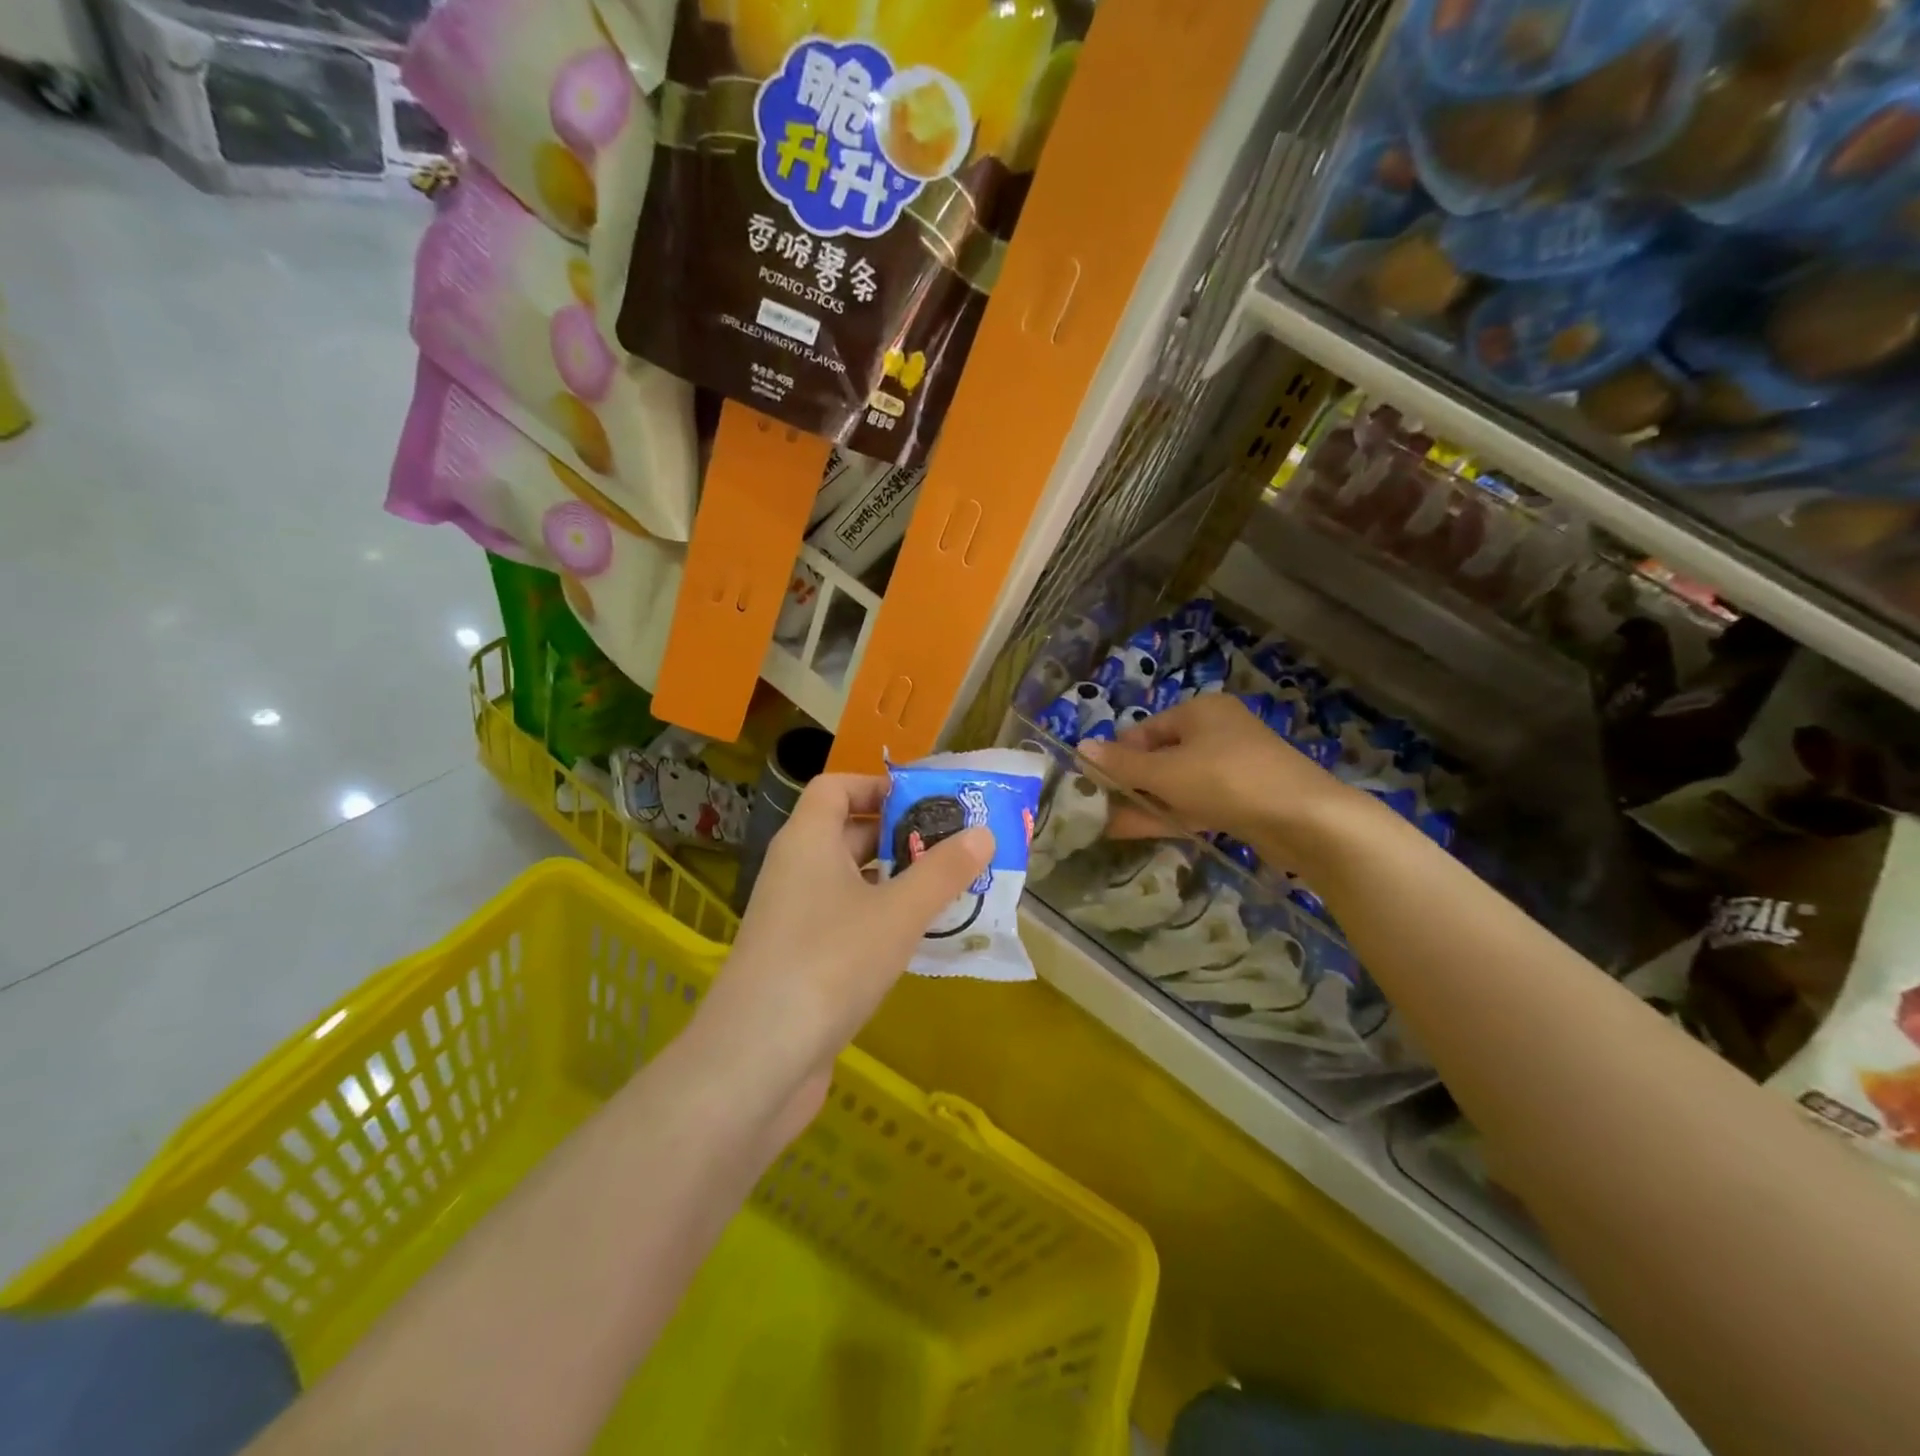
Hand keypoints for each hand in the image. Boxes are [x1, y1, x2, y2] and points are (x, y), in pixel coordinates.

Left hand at [693, 774, 991, 1136]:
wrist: (757, 1061)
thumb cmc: (830, 963)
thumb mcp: (898, 913)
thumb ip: (942, 872)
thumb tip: (984, 834)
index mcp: (808, 841)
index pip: (835, 787)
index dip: (877, 785)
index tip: (926, 802)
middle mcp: (795, 870)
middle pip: (848, 833)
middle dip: (901, 836)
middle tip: (955, 847)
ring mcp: (794, 918)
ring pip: (851, 882)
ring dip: (897, 882)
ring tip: (950, 890)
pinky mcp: (800, 960)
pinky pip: (846, 922)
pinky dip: (881, 920)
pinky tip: (919, 940)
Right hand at [1080, 695, 1361, 857]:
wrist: (1305, 819)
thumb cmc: (1227, 780)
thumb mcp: (1167, 771)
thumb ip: (1122, 764)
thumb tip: (1080, 746)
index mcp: (1199, 711)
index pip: (1144, 730)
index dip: (1117, 755)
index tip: (1093, 782)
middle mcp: (1216, 732)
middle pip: (1160, 756)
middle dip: (1129, 782)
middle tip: (1098, 806)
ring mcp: (1231, 767)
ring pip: (1176, 783)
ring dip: (1144, 802)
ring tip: (1107, 823)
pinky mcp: (1242, 798)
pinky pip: (1194, 802)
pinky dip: (1168, 814)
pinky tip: (1136, 830)